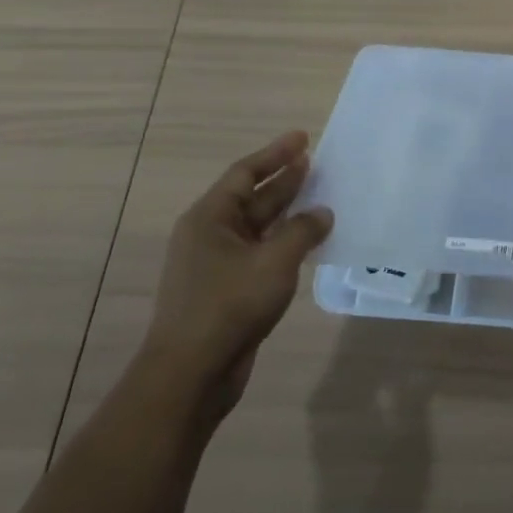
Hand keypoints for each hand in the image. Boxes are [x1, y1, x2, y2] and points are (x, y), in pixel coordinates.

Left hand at [139, 132, 332, 419]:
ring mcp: (216, 265)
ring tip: (320, 197)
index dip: (275, 154)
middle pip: (251, 197)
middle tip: (316, 163)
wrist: (191, 375)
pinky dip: (284, 242)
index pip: (245, 173)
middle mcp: (209, 235)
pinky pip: (260, 253)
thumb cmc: (229, 305)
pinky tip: (308, 242)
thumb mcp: (275, 261)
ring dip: (287, 212)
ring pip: (257, 227)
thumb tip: (321, 214)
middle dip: (283, 180)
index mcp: (210, 218)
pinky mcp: (226, 290)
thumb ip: (302, 230)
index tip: (303, 138)